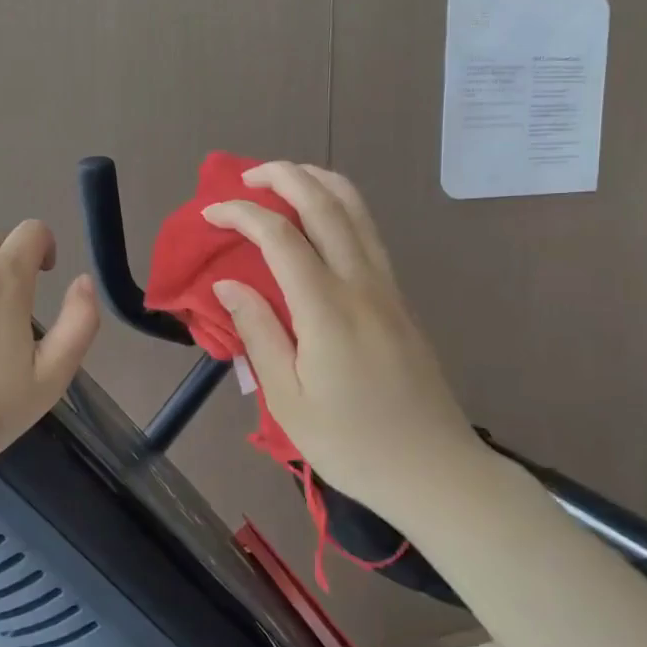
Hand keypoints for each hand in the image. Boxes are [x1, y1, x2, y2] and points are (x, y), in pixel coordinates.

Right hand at [202, 163, 475, 521]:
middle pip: (326, 206)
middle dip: (285, 177)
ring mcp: (387, 288)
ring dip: (320, 182)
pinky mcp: (400, 300)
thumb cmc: (352, 444)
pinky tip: (322, 218)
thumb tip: (228, 285)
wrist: (435, 471)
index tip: (211, 215)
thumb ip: (258, 333)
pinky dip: (341, 207)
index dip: (242, 215)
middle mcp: (361, 285)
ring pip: (357, 211)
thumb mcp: (289, 400)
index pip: (280, 238)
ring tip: (286, 178)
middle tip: (248, 176)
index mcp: (327, 310)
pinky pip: (369, 233)